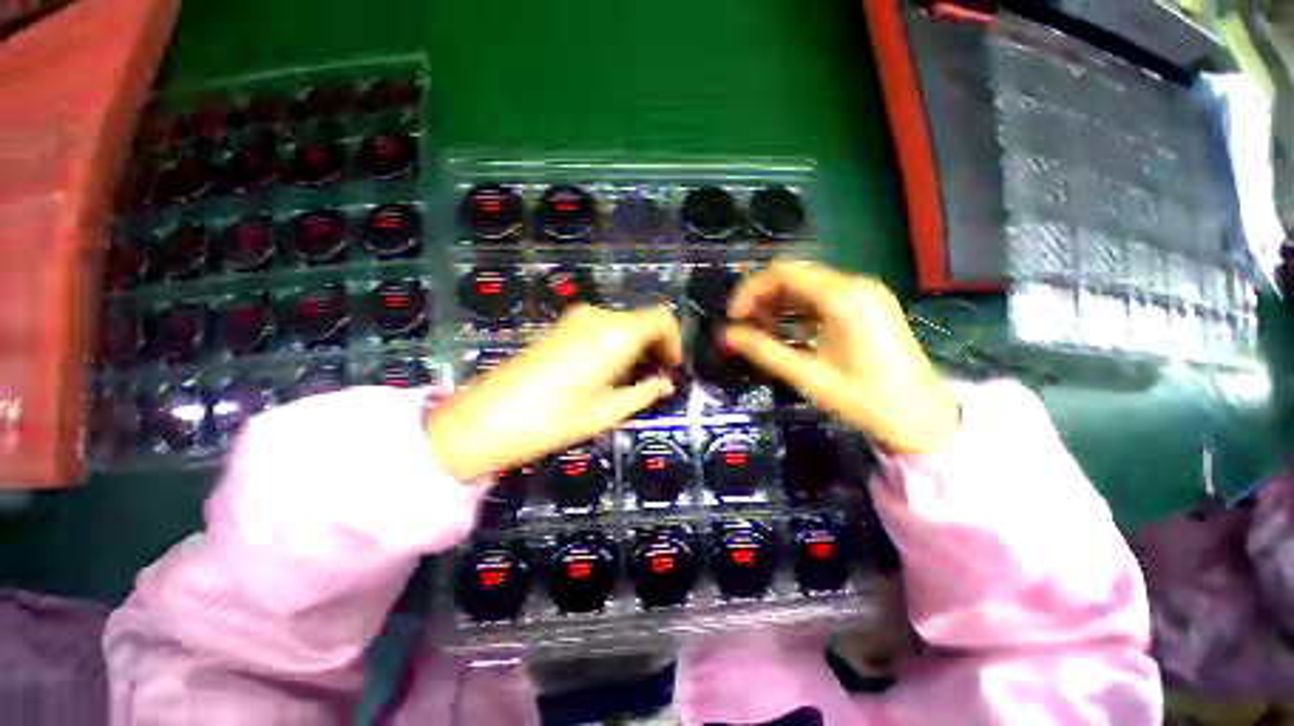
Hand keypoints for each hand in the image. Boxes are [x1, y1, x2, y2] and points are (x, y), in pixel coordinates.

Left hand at [428, 305, 681, 480]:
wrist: (489, 416)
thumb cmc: (554, 419)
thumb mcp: (608, 411)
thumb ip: (644, 392)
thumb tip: (666, 382)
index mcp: (616, 334)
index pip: (662, 318)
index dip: (674, 341)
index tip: (671, 367)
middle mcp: (599, 317)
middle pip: (643, 320)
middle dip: (656, 345)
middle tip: (654, 378)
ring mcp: (577, 318)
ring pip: (624, 322)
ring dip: (636, 345)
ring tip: (631, 379)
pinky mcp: (562, 325)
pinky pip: (603, 326)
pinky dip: (616, 342)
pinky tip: (607, 370)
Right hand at [723, 260, 958, 453]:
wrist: (923, 417)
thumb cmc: (866, 400)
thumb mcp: (808, 375)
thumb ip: (764, 351)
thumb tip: (726, 336)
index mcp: (843, 297)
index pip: (783, 272)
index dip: (750, 291)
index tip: (734, 318)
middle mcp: (855, 284)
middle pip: (794, 275)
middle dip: (762, 298)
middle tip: (745, 328)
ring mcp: (865, 292)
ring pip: (807, 286)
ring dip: (779, 304)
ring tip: (762, 333)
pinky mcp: (868, 304)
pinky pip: (823, 297)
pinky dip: (798, 310)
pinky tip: (788, 333)